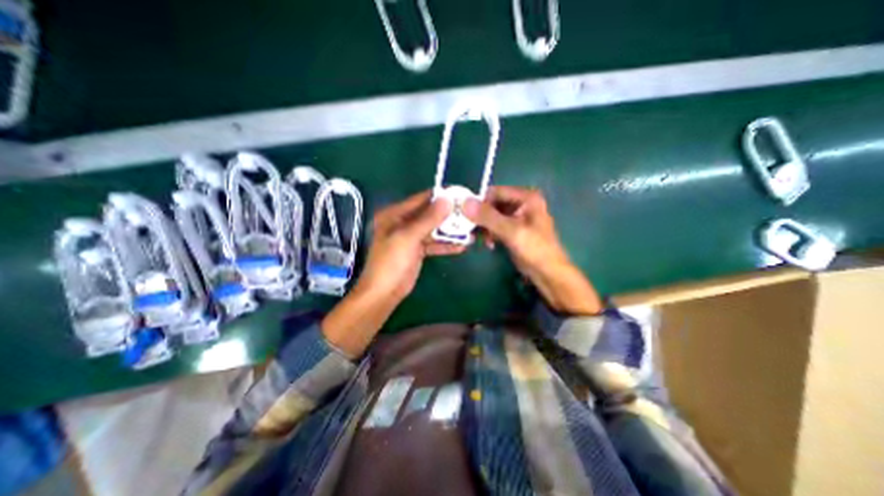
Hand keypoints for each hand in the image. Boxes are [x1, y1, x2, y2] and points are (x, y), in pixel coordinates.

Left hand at [324, 190, 463, 355]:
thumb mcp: (409, 237)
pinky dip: (446, 245)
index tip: (459, 195)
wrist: (384, 293)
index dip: (440, 196)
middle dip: (448, 215)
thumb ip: (428, 219)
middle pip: (429, 214)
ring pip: (433, 230)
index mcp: (395, 214)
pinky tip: (462, 246)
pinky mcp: (417, 251)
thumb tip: (447, 199)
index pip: (420, 199)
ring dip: (449, 231)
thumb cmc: (391, 262)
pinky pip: (434, 244)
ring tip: (470, 230)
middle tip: (468, 213)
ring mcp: (411, 237)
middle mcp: (402, 223)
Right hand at [464, 186, 600, 312]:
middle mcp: (522, 204)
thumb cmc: (535, 249)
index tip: (467, 215)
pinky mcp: (514, 230)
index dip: (481, 202)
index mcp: (526, 198)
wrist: (548, 273)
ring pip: (493, 216)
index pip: (496, 192)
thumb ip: (488, 216)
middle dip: (483, 218)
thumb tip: (465, 203)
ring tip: (484, 240)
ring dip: (486, 227)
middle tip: (473, 230)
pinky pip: (496, 226)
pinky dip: (491, 234)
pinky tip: (490, 244)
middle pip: (493, 204)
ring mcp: (518, 217)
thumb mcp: (511, 231)